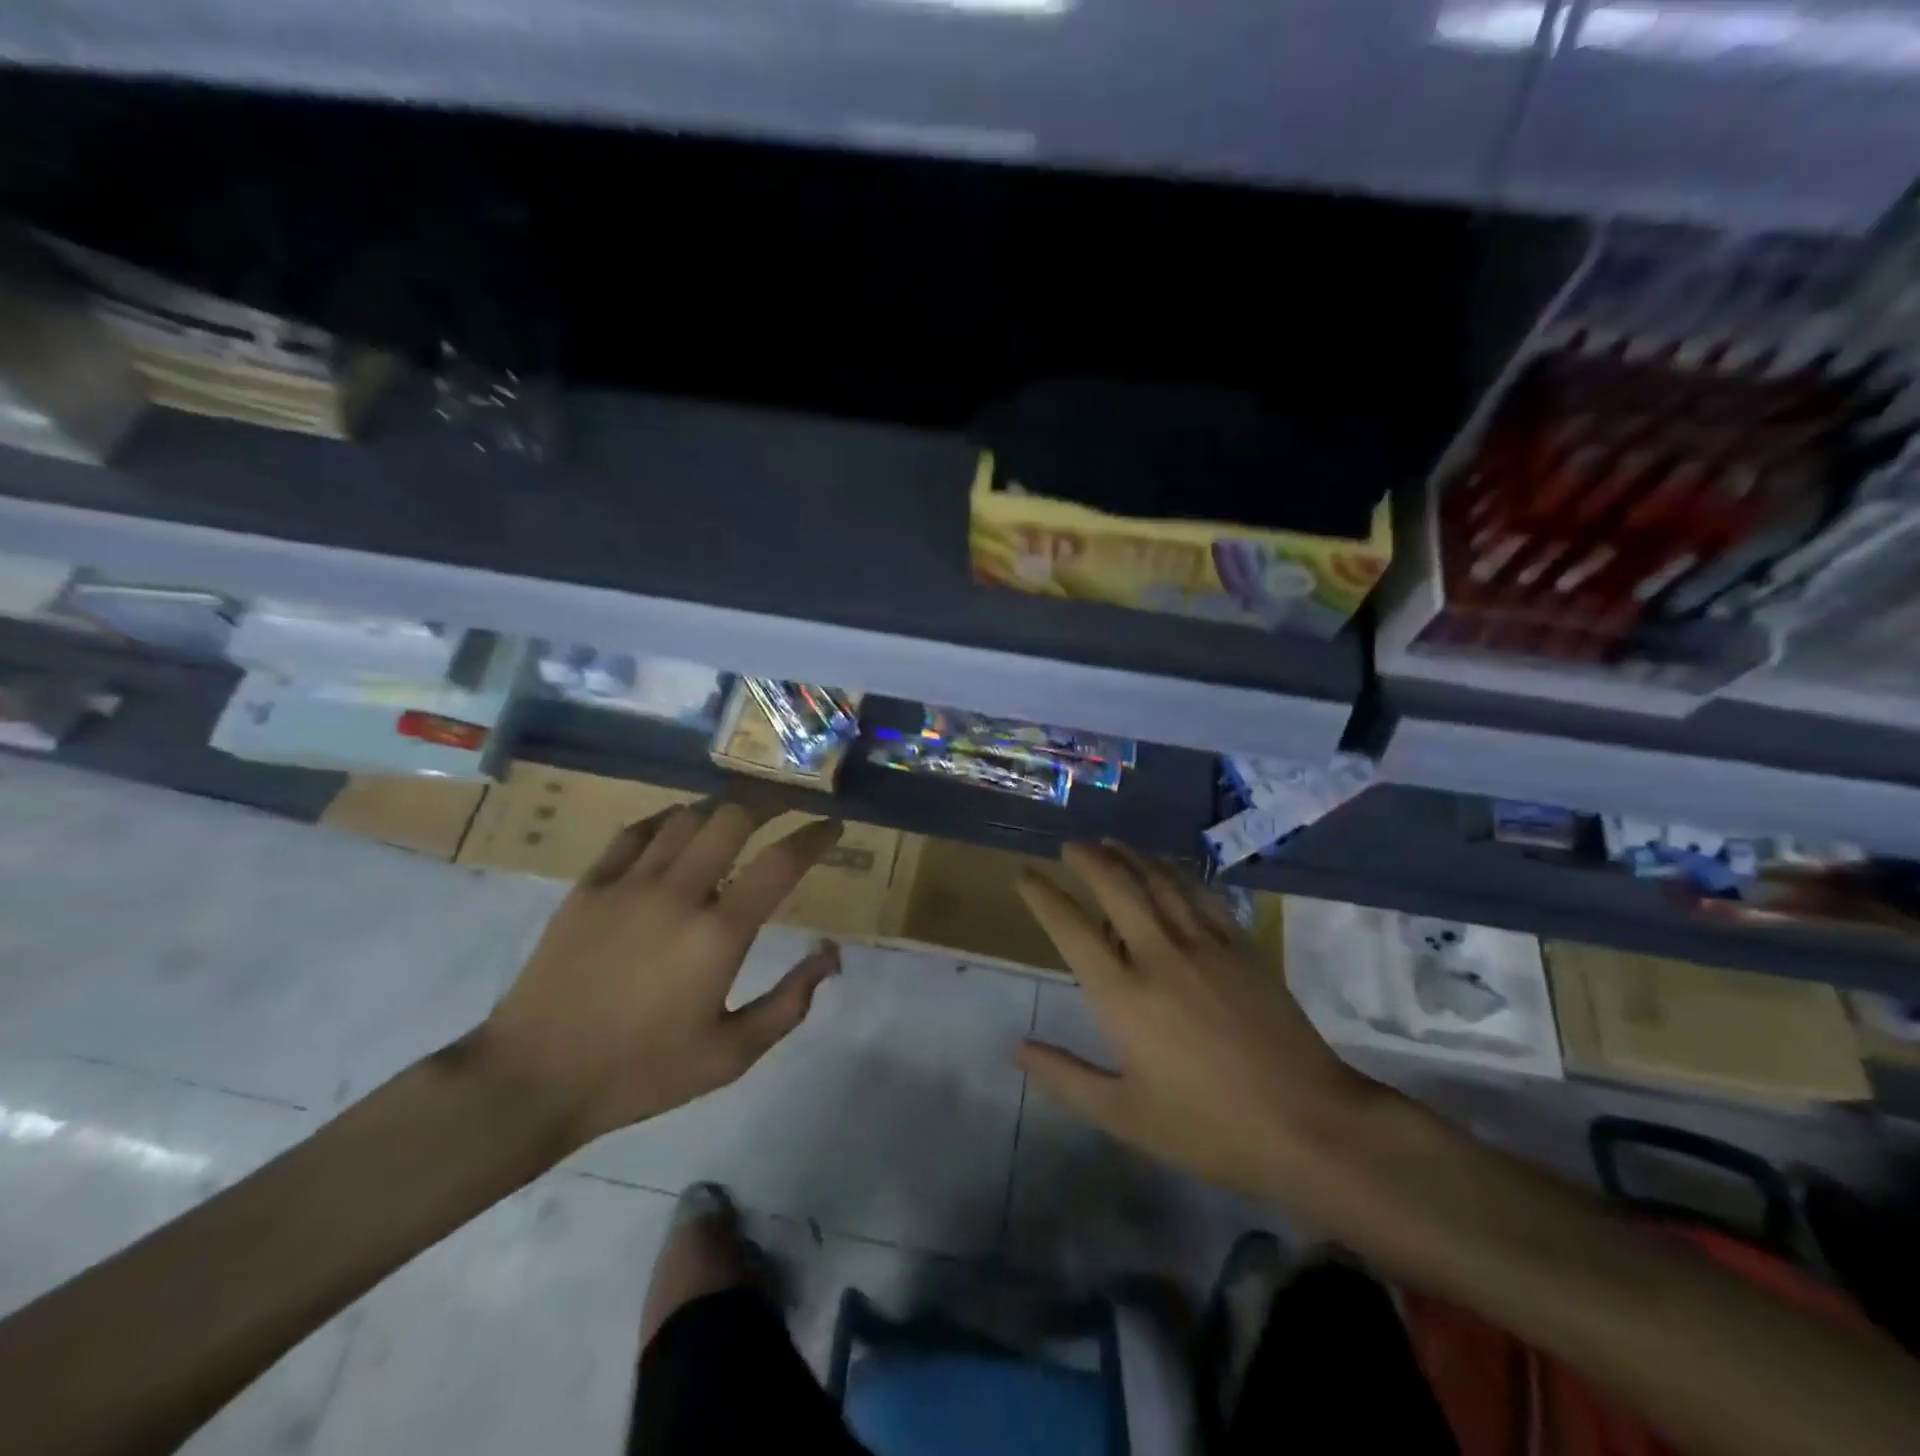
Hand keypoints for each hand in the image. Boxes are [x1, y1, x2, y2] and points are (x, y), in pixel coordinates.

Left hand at [474, 802, 843, 1150]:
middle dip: (771, 801)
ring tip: (738, 817)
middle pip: (733, 817)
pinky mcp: (590, 885)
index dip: (815, 837)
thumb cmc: (640, 1072)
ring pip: (686, 817)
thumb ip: (789, 1004)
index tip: (833, 827)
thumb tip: (830, 956)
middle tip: (789, 805)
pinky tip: (677, 828)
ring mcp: (629, 883)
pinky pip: (635, 832)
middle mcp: (678, 893)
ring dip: (720, 810)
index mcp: (718, 934)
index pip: (781, 863)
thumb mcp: (730, 1056)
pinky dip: (666, 821)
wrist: (532, 1080)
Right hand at [1014, 842, 1391, 1207]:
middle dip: (1086, 860)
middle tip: (1070, 846)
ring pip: (1159, 881)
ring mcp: (1204, 945)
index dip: (1042, 896)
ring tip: (1110, 843)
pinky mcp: (1241, 946)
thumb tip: (1016, 1048)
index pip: (1070, 929)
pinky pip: (1201, 894)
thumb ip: (1065, 1076)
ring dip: (1130, 856)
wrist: (1309, 1124)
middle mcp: (1158, 955)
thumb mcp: (1124, 1115)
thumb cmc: (1208, 1127)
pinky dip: (1176, 873)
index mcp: (1122, 995)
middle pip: (1115, 887)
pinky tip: (1167, 867)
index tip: (1023, 875)